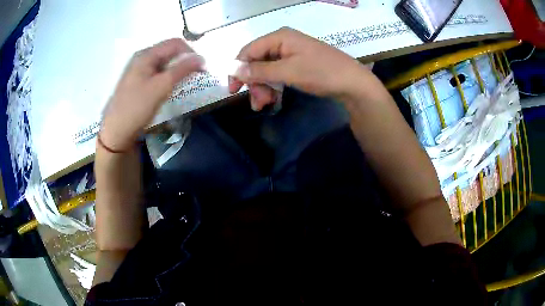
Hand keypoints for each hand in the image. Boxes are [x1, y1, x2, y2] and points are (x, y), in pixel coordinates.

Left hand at [100, 38, 203, 150]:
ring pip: (163, 62)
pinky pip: (156, 72)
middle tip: (193, 77)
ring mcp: (138, 69)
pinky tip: (168, 88)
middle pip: (169, 51)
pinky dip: (166, 77)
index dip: (191, 53)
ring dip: (176, 70)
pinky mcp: (137, 81)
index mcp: (147, 54)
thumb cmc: (137, 107)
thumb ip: (183, 69)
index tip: (201, 69)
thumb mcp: (162, 87)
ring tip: (182, 83)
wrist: (116, 131)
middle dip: (184, 61)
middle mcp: (142, 57)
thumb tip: (201, 58)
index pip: (176, 43)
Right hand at [229, 27, 368, 110]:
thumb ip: (260, 71)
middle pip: (257, 62)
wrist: (353, 83)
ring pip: (266, 70)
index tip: (233, 90)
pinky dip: (273, 86)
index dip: (238, 69)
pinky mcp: (298, 64)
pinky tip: (273, 99)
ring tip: (265, 105)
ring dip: (263, 88)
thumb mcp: (288, 72)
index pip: (249, 51)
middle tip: (256, 104)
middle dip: (254, 83)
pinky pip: (278, 74)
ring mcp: (291, 53)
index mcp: (279, 37)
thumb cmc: (322, 73)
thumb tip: (234, 69)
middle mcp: (283, 42)